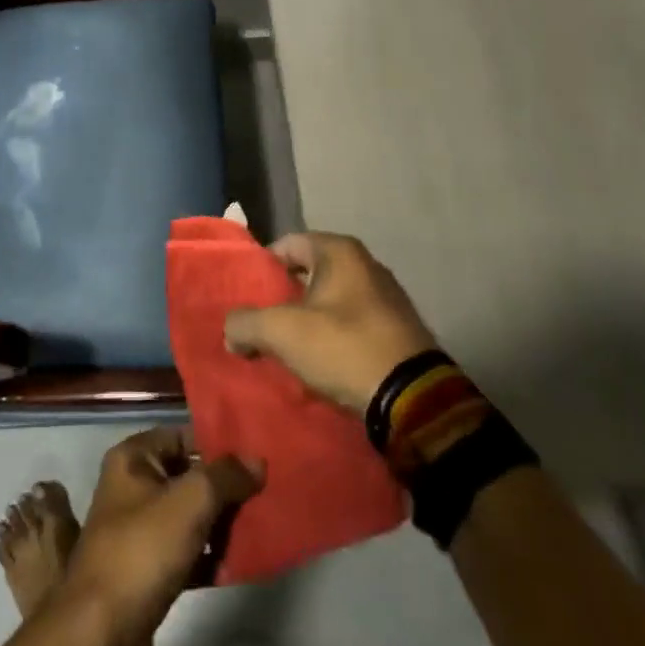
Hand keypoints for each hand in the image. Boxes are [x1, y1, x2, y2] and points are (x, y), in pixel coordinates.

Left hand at [58, 428, 262, 645]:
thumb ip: (226, 476)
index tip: (254, 454)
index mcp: (133, 458)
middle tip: (262, 494)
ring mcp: (137, 531)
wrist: (102, 634)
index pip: (182, 435)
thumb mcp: (191, 501)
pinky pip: (185, 552)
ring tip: (256, 529)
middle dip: (223, 487)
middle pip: (188, 476)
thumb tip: (257, 460)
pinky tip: (237, 565)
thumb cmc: (143, 549)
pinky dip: (208, 556)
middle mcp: (131, 486)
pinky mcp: (146, 571)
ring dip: (220, 523)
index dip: (216, 442)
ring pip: (188, 516)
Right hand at [224, 231, 438, 412]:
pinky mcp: (397, 330)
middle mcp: (366, 264)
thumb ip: (245, 323)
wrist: (413, 400)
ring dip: (307, 322)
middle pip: (308, 274)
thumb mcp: (282, 332)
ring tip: (283, 349)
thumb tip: (231, 332)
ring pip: (330, 302)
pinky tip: (318, 364)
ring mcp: (385, 298)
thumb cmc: (343, 347)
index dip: (261, 268)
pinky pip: (351, 325)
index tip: (245, 297)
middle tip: (259, 325)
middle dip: (282, 299)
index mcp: (339, 251)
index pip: (287, 245)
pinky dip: (331, 339)